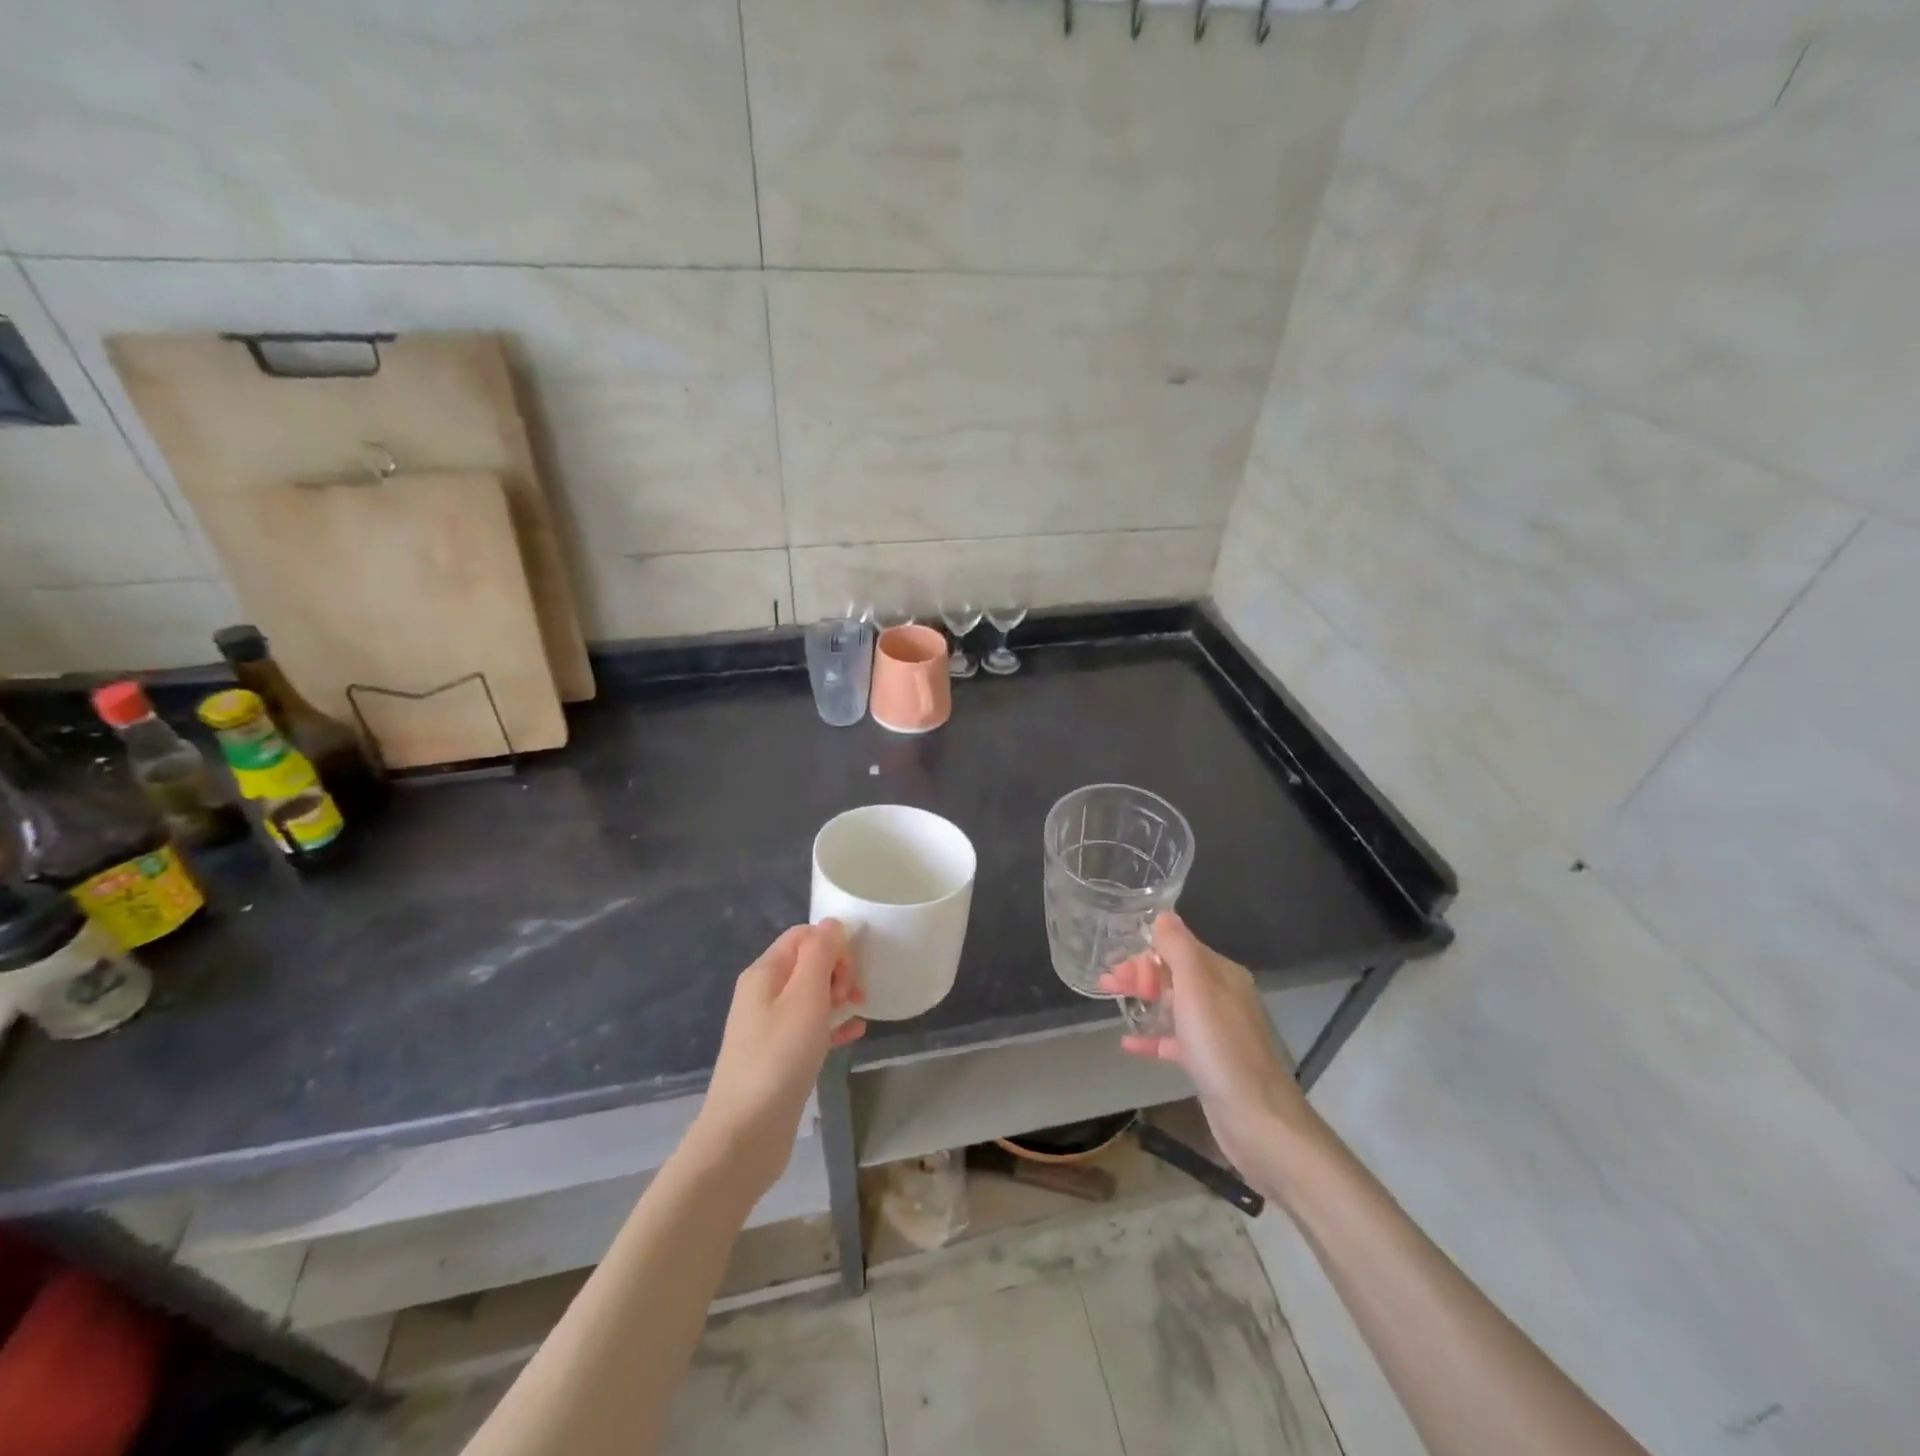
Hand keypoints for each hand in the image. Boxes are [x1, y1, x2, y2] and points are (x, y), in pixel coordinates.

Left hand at [694, 921, 863, 1193]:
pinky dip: (833, 1025)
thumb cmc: (778, 1058)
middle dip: (838, 970)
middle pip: (808, 963)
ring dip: (839, 997)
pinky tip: (855, 1033)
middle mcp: (763, 994)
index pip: (803, 935)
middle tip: (854, 996)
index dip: (832, 944)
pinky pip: (811, 1027)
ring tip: (859, 1011)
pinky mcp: (780, 1056)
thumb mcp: (805, 997)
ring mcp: (770, 1027)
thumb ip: (820, 954)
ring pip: (811, 996)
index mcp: (765, 973)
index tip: (851, 972)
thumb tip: (831, 924)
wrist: (745, 1134)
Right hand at [1099, 912, 1317, 1197]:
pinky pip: (1174, 1039)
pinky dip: (1152, 1036)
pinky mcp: (1208, 1062)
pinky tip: (1127, 1042)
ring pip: (1172, 1005)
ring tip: (1110, 1002)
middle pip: (1174, 974)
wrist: (1258, 1121)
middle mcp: (1222, 997)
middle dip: (1140, 974)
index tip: (1116, 963)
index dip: (1147, 952)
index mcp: (1222, 975)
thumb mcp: (1196, 988)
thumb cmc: (1222, 1048)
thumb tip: (1163, 914)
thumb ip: (1178, 948)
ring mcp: (1216, 1031)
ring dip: (1142, 1000)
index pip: (1179, 948)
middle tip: (1105, 982)